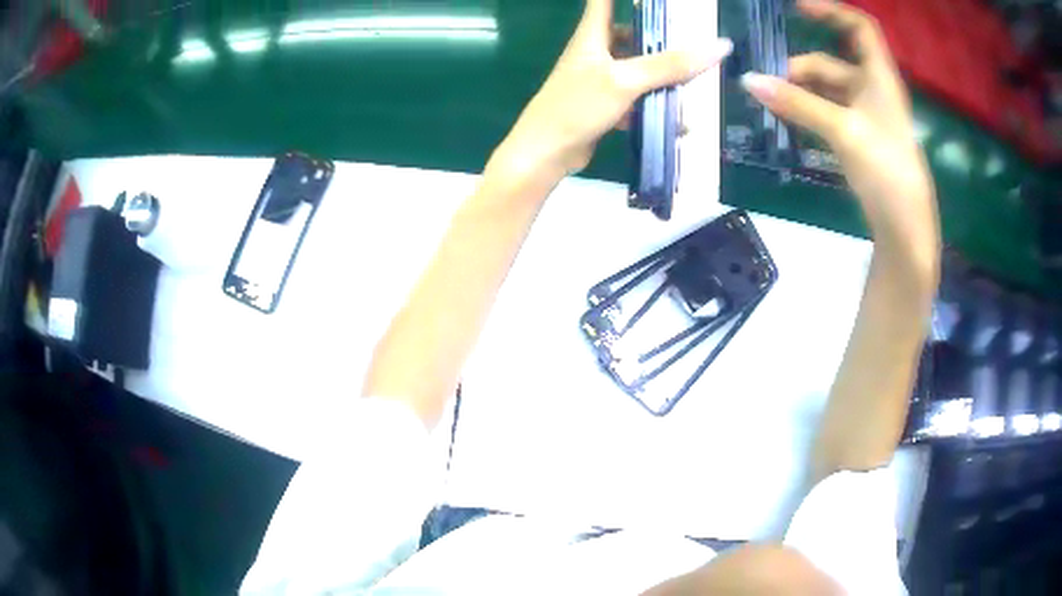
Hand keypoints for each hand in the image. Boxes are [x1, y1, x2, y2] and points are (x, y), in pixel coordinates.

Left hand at [489, 0, 732, 183]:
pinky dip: (653, 105)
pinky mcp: (604, 103)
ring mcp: (600, 77)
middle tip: (695, 44)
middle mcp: (596, 50)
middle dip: (662, 38)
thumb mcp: (626, 80)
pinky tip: (676, 121)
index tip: (660, 2)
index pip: (605, 0)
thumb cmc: (577, 106)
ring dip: (662, 77)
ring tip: (693, 85)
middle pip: (632, 33)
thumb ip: (670, 64)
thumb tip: (719, 45)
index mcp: (593, 33)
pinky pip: (635, 96)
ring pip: (637, 68)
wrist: (546, 153)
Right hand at [741, 0, 938, 278]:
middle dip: (800, 68)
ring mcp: (865, 115)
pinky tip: (788, 121)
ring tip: (771, 104)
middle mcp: (872, 89)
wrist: (904, 224)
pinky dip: (807, 112)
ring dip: (799, 92)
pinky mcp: (858, 138)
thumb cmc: (885, 168)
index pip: (859, 27)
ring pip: (826, 90)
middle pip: (832, 62)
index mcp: (878, 76)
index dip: (830, 11)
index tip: (796, 8)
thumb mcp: (842, 130)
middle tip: (769, 83)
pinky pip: (827, 112)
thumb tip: (748, 81)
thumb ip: (797, 104)